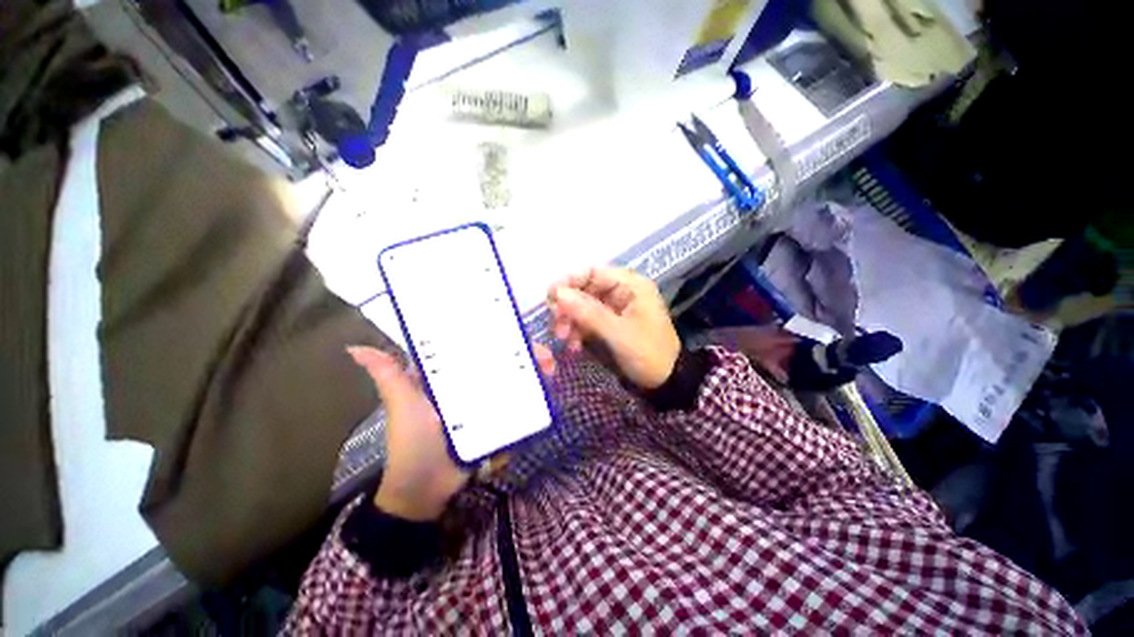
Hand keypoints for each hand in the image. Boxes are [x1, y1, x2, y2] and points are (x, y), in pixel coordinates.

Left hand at [347, 344, 556, 520]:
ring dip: (536, 371)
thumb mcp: (402, 405)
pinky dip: (535, 395)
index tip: (519, 332)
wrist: (426, 489)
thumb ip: (388, 377)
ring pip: (517, 379)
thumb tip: (355, 348)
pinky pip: (521, 403)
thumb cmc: (412, 443)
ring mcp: (489, 401)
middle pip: (505, 360)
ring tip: (551, 370)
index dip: (500, 335)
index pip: (479, 347)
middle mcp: (473, 383)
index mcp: (452, 374)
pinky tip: (549, 390)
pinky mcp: (500, 419)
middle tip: (545, 356)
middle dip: (527, 353)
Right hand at [548, 267, 680, 389]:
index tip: (551, 296)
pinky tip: (573, 346)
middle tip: (556, 325)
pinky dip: (578, 331)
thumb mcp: (618, 333)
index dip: (570, 281)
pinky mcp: (611, 323)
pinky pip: (588, 321)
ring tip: (562, 339)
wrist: (667, 382)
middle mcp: (622, 292)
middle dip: (569, 307)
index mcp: (630, 285)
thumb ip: (588, 312)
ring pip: (584, 307)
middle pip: (586, 289)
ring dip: (571, 321)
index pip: (594, 272)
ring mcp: (616, 308)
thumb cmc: (648, 353)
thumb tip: (558, 294)